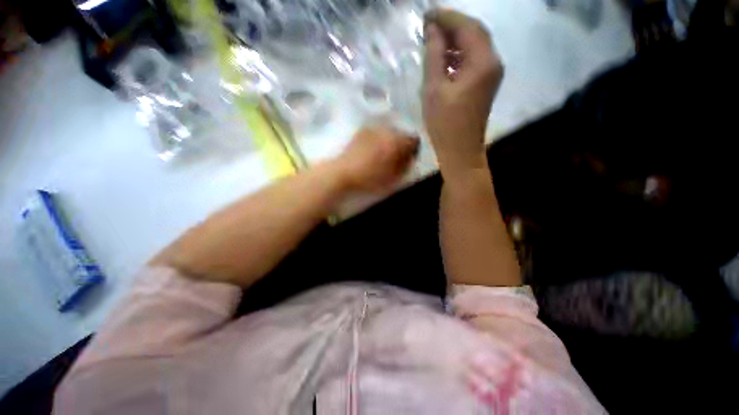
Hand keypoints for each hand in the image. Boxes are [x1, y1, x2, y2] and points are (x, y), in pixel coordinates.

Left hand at [333, 126, 418, 191]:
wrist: (342, 173)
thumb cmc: (369, 178)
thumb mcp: (392, 177)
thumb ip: (404, 166)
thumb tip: (409, 159)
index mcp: (396, 142)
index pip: (413, 140)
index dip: (413, 150)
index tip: (408, 159)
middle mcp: (386, 130)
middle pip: (401, 134)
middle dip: (401, 144)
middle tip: (396, 158)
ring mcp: (372, 129)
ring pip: (388, 132)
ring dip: (389, 141)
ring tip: (383, 155)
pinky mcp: (361, 131)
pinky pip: (376, 133)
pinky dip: (378, 140)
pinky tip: (372, 151)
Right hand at [423, 10, 503, 176]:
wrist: (460, 151)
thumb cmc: (444, 124)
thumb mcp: (433, 89)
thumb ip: (434, 56)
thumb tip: (432, 30)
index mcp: (483, 62)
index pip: (468, 27)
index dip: (447, 17)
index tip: (426, 15)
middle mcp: (493, 63)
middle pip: (474, 33)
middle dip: (452, 26)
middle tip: (428, 26)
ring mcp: (491, 74)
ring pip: (474, 47)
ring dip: (454, 41)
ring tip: (433, 41)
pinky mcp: (485, 85)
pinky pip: (473, 61)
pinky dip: (458, 56)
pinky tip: (443, 60)